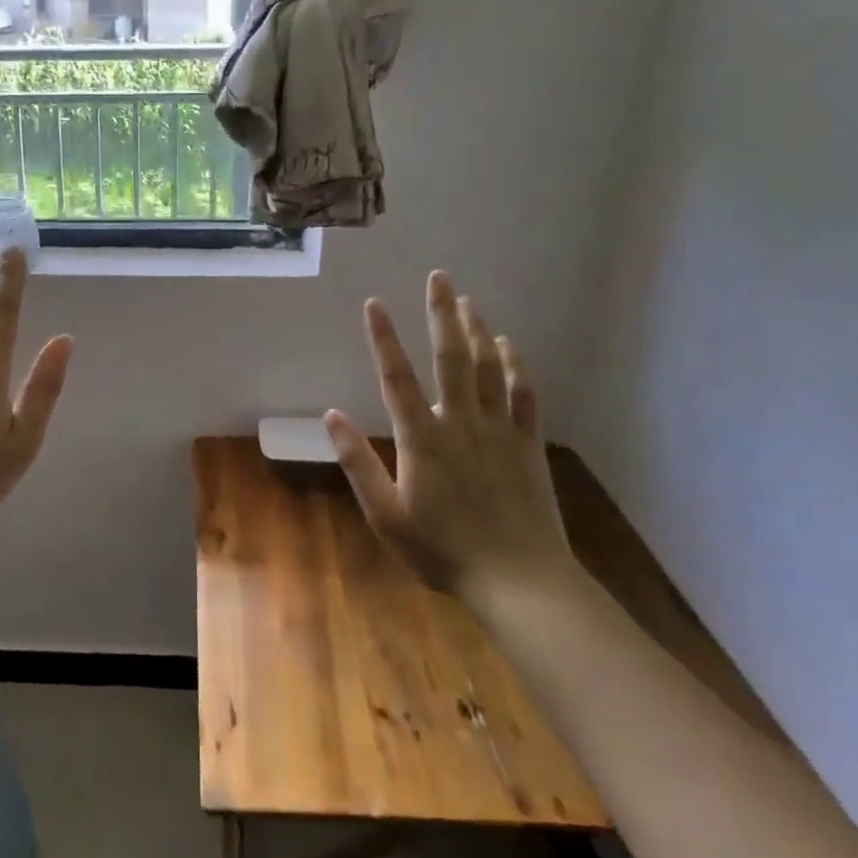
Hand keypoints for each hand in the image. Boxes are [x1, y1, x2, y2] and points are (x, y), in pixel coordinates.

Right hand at [325, 271, 568, 600]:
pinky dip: (515, 365)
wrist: (519, 580)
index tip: (374, 303)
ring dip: (476, 330)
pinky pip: (523, 394)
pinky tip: (508, 344)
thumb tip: (330, 416)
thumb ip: (358, 463)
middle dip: (441, 314)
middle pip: (450, 357)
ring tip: (467, 300)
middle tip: (439, 277)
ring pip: (488, 367)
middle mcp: (460, 422)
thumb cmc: (442, 550)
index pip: (396, 377)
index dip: (383, 338)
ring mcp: (499, 430)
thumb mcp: (386, 515)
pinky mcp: (527, 443)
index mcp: (422, 438)